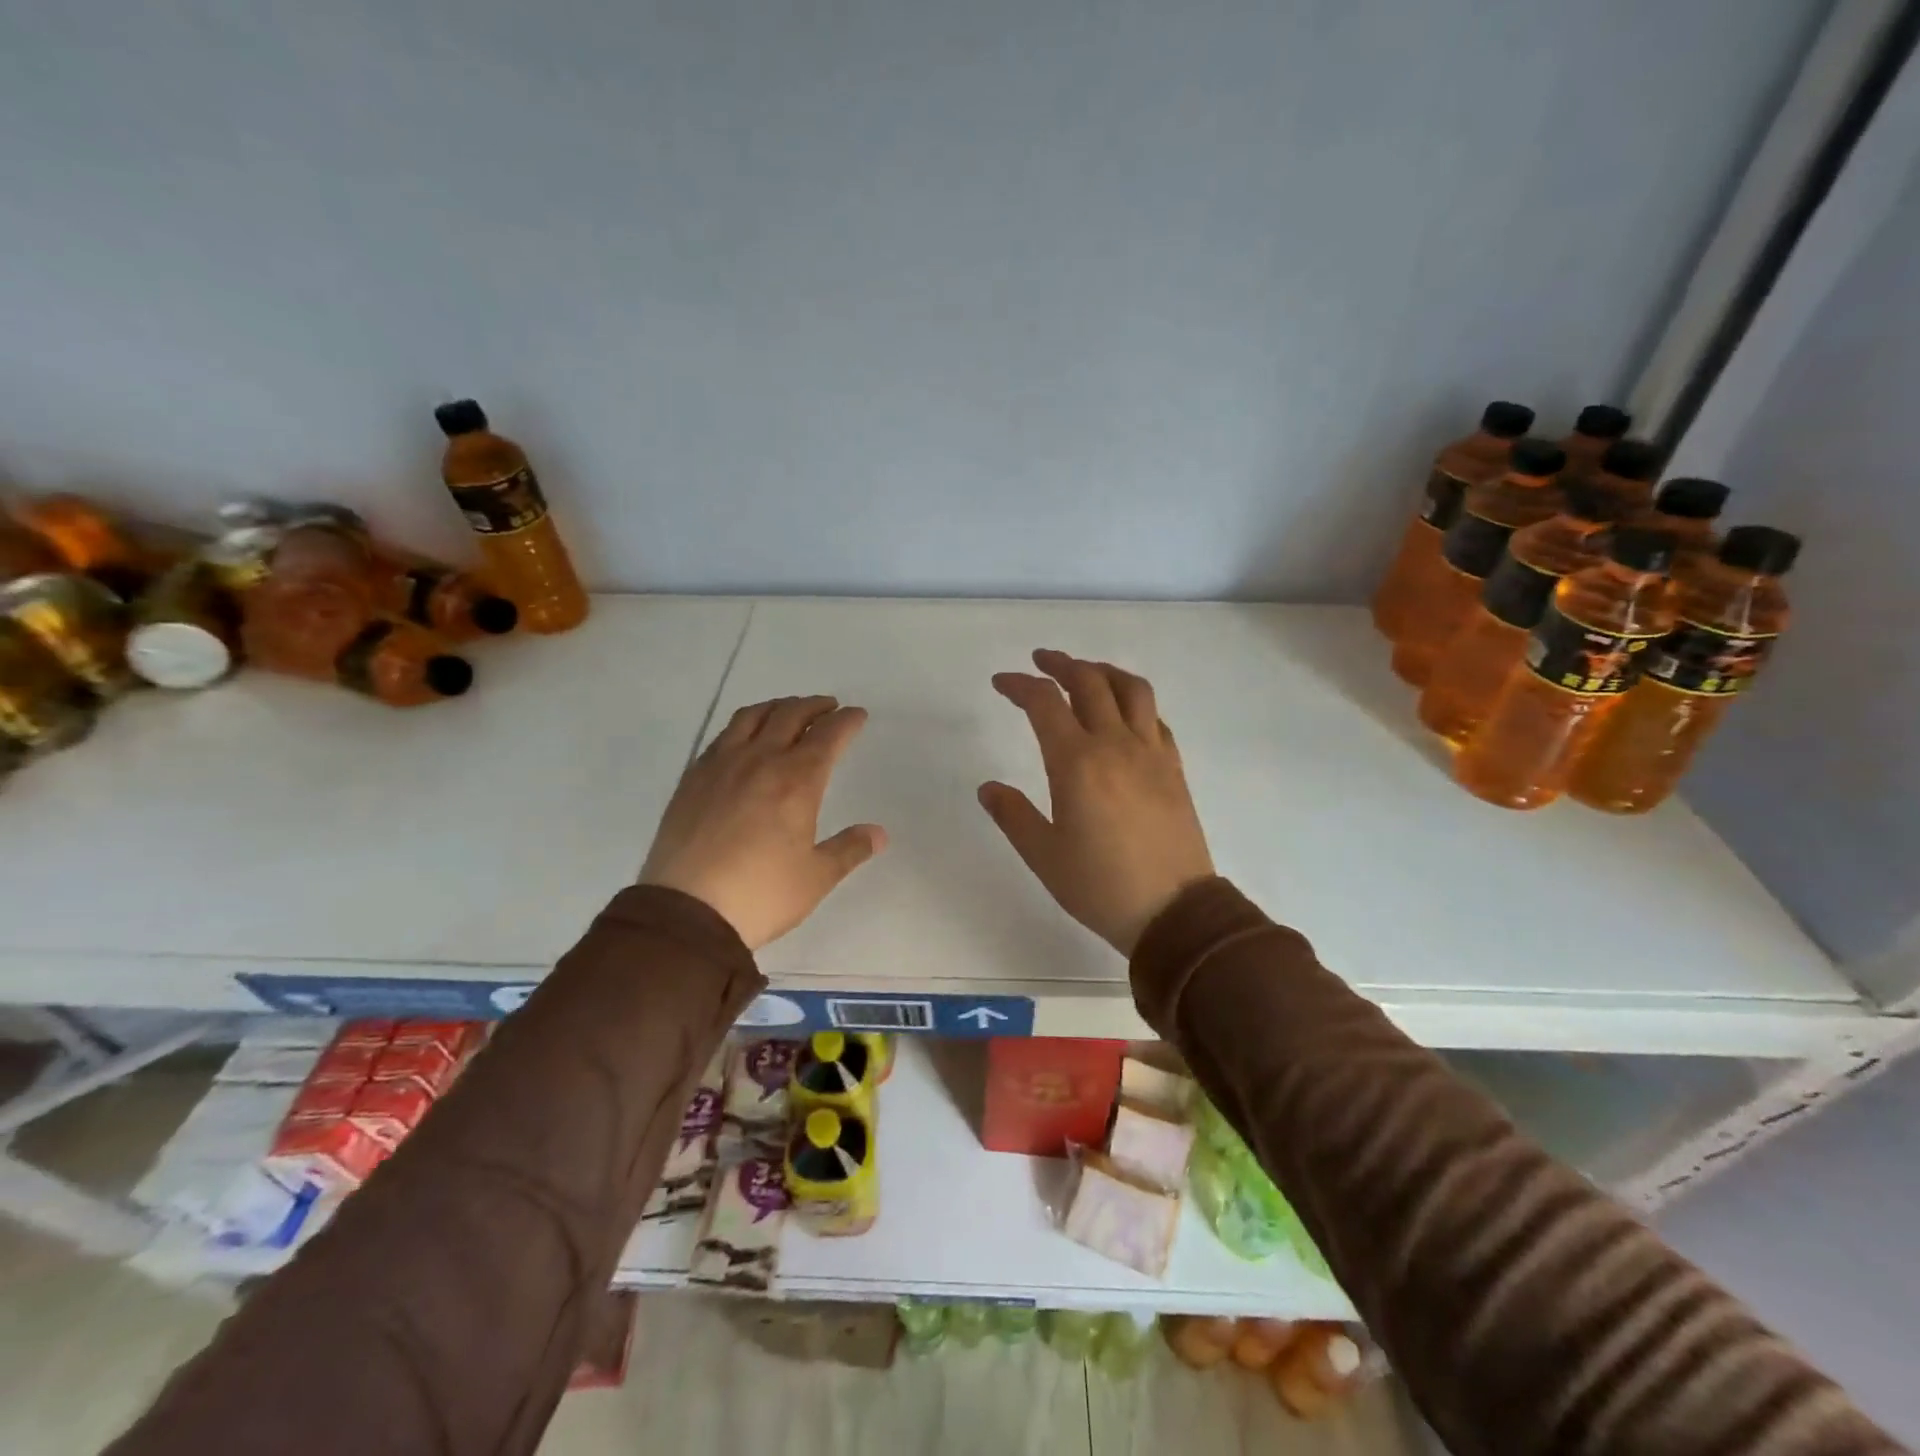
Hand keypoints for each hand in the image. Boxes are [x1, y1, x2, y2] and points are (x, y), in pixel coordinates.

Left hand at [641, 696, 886, 949]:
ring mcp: (721, 766)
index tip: (857, 716)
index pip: (828, 735)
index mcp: (797, 780)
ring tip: (787, 711)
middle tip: (828, 707)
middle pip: (790, 715)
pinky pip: (722, 736)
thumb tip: (879, 834)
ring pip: (751, 717)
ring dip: (776, 707)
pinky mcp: (692, 778)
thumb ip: (850, 849)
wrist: (686, 912)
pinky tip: (744, 739)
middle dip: (814, 706)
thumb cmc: (761, 894)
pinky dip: (743, 726)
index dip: (846, 721)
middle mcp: (760, 760)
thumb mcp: (816, 877)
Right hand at [980, 649, 1213, 955]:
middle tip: (1041, 661)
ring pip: (1131, 689)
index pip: (1045, 703)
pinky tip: (1124, 714)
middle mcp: (1116, 745)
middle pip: (1089, 681)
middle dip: (1061, 664)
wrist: (1174, 911)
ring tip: (1085, 672)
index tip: (1002, 682)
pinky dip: (1134, 702)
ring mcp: (1151, 753)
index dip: (1020, 685)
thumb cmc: (1100, 886)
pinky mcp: (1174, 768)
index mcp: (1077, 763)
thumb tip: (988, 788)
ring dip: (1103, 671)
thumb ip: (1013, 815)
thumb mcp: (1043, 855)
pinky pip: (1154, 718)